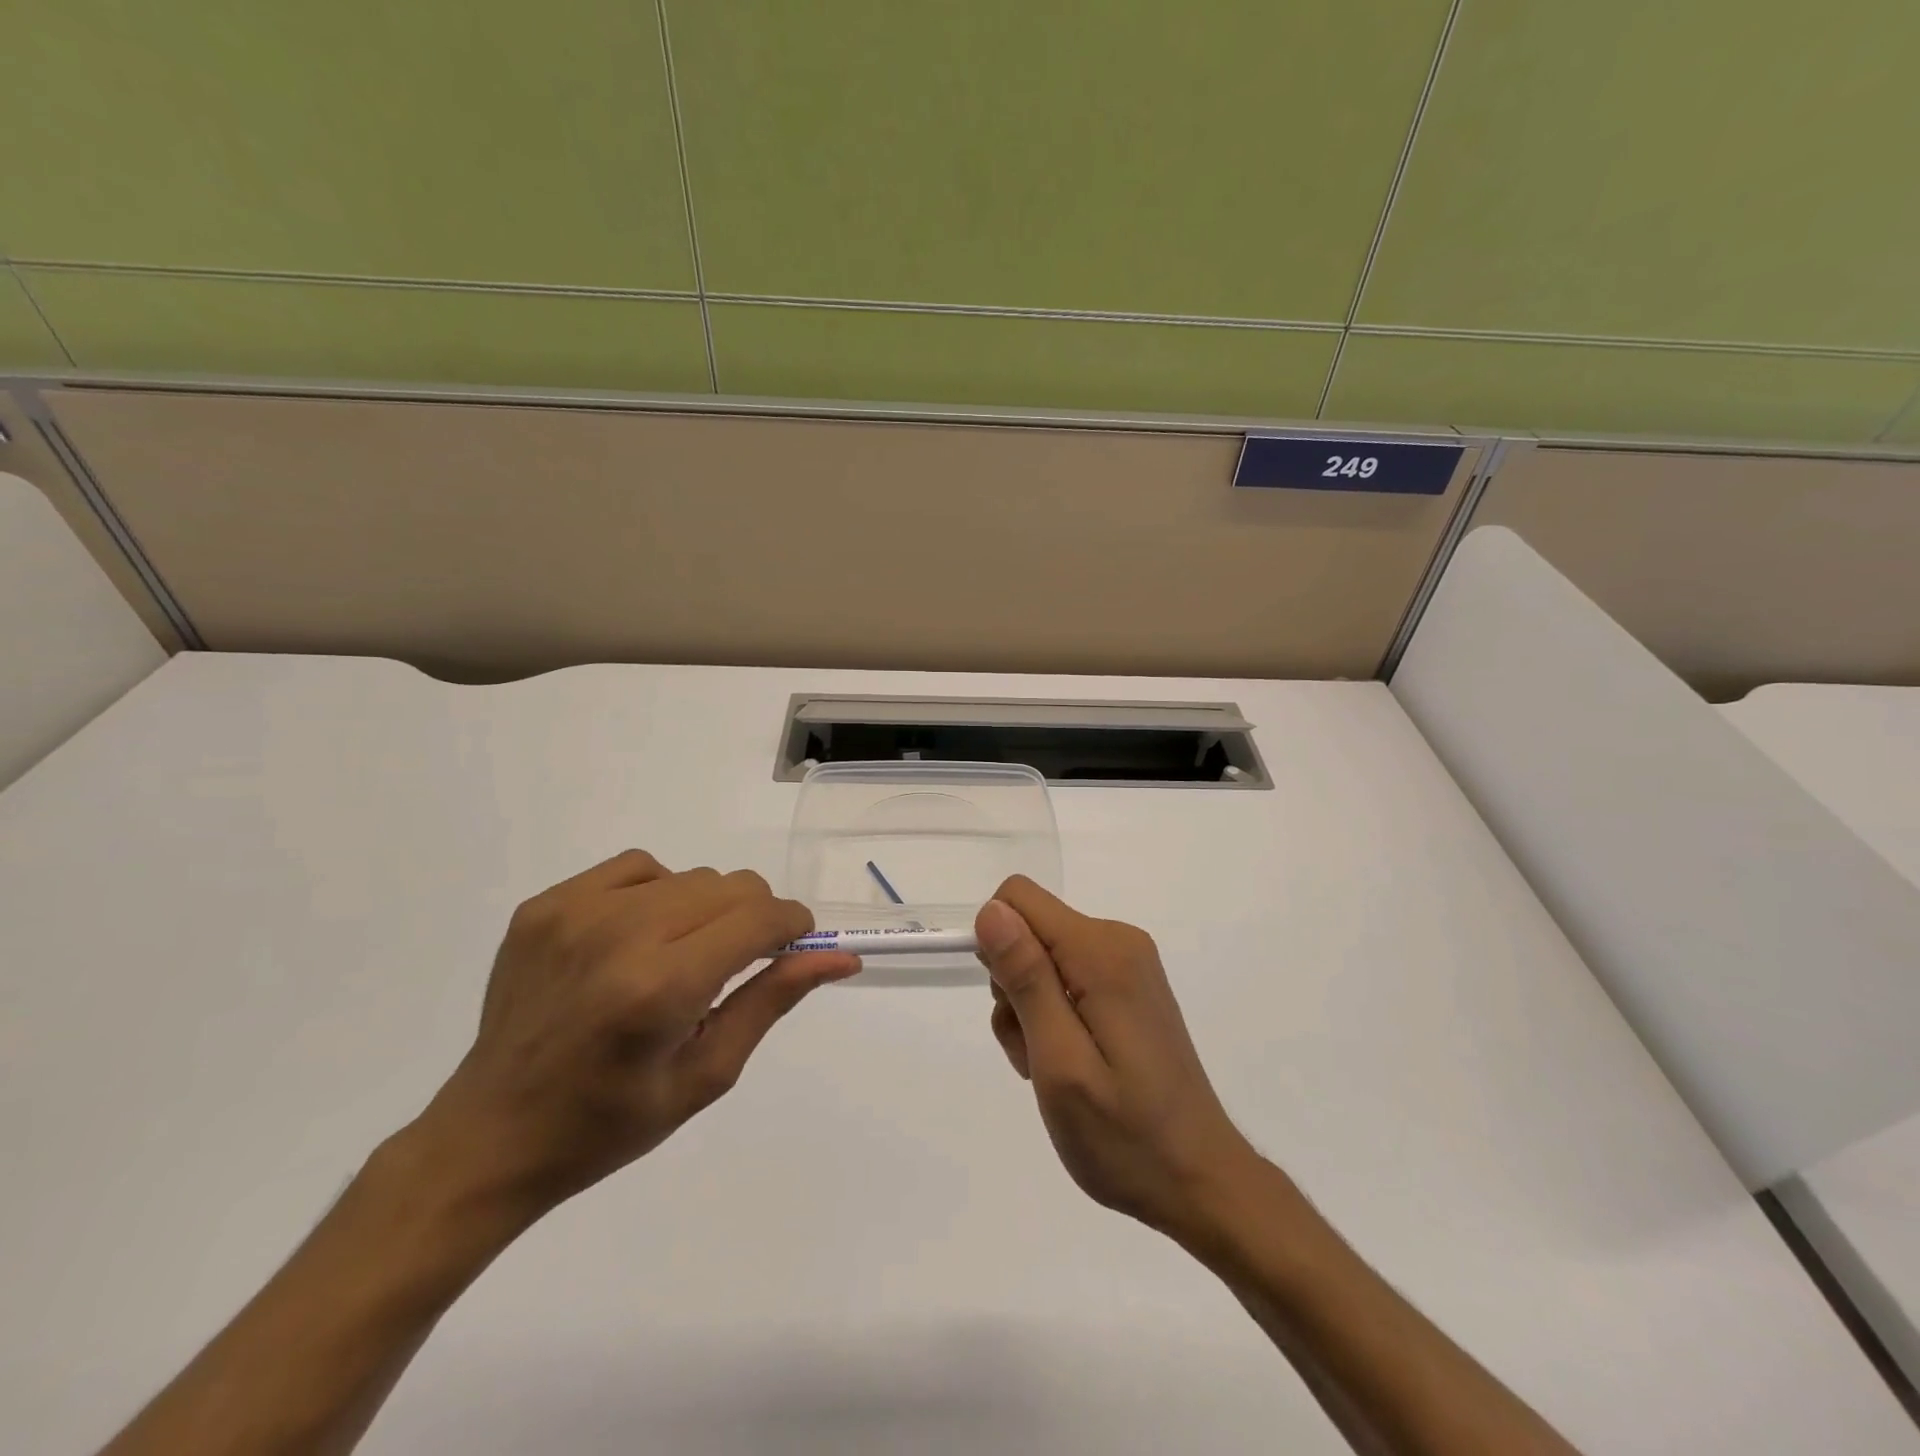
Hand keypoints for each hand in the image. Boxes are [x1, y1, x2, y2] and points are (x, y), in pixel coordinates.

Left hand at [419, 850, 859, 1215]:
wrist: (491, 1136)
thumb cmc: (609, 1123)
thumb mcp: (706, 1073)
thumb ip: (773, 1000)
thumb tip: (838, 957)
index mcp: (661, 988)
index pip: (760, 918)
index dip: (793, 926)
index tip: (795, 946)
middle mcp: (619, 934)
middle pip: (731, 886)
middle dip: (755, 917)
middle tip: (737, 964)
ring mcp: (575, 912)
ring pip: (690, 875)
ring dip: (707, 909)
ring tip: (681, 957)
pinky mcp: (545, 905)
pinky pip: (637, 867)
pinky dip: (658, 893)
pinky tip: (640, 937)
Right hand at [976, 877, 1257, 1241]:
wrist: (1200, 1181)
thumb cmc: (1125, 1136)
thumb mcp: (1060, 1062)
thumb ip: (1026, 979)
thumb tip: (992, 910)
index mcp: (1102, 952)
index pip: (1017, 899)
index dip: (997, 948)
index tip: (1012, 1007)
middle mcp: (1118, 942)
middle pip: (1029, 930)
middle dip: (1013, 987)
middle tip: (1036, 1052)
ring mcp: (1127, 965)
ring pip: (1041, 958)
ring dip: (1030, 1011)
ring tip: (1053, 1070)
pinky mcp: (1129, 988)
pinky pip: (1066, 978)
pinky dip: (1053, 1018)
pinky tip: (1070, 1066)